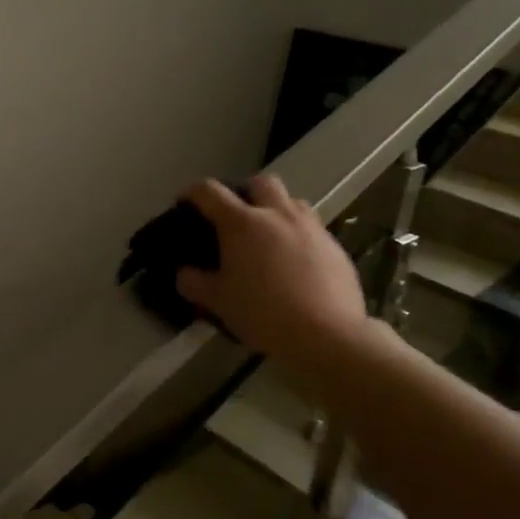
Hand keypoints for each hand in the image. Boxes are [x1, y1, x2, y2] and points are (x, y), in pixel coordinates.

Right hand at [175, 175, 372, 364]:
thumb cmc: (263, 313)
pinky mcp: (335, 246)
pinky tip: (297, 264)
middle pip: (260, 183)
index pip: (209, 191)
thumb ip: (195, 283)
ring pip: (292, 201)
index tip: (185, 203)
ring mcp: (311, 228)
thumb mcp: (218, 302)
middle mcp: (276, 214)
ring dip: (277, 210)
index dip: (192, 192)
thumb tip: (184, 273)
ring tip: (270, 236)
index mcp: (241, 223)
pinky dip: (300, 237)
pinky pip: (314, 229)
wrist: (328, 335)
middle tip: (237, 217)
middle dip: (245, 192)